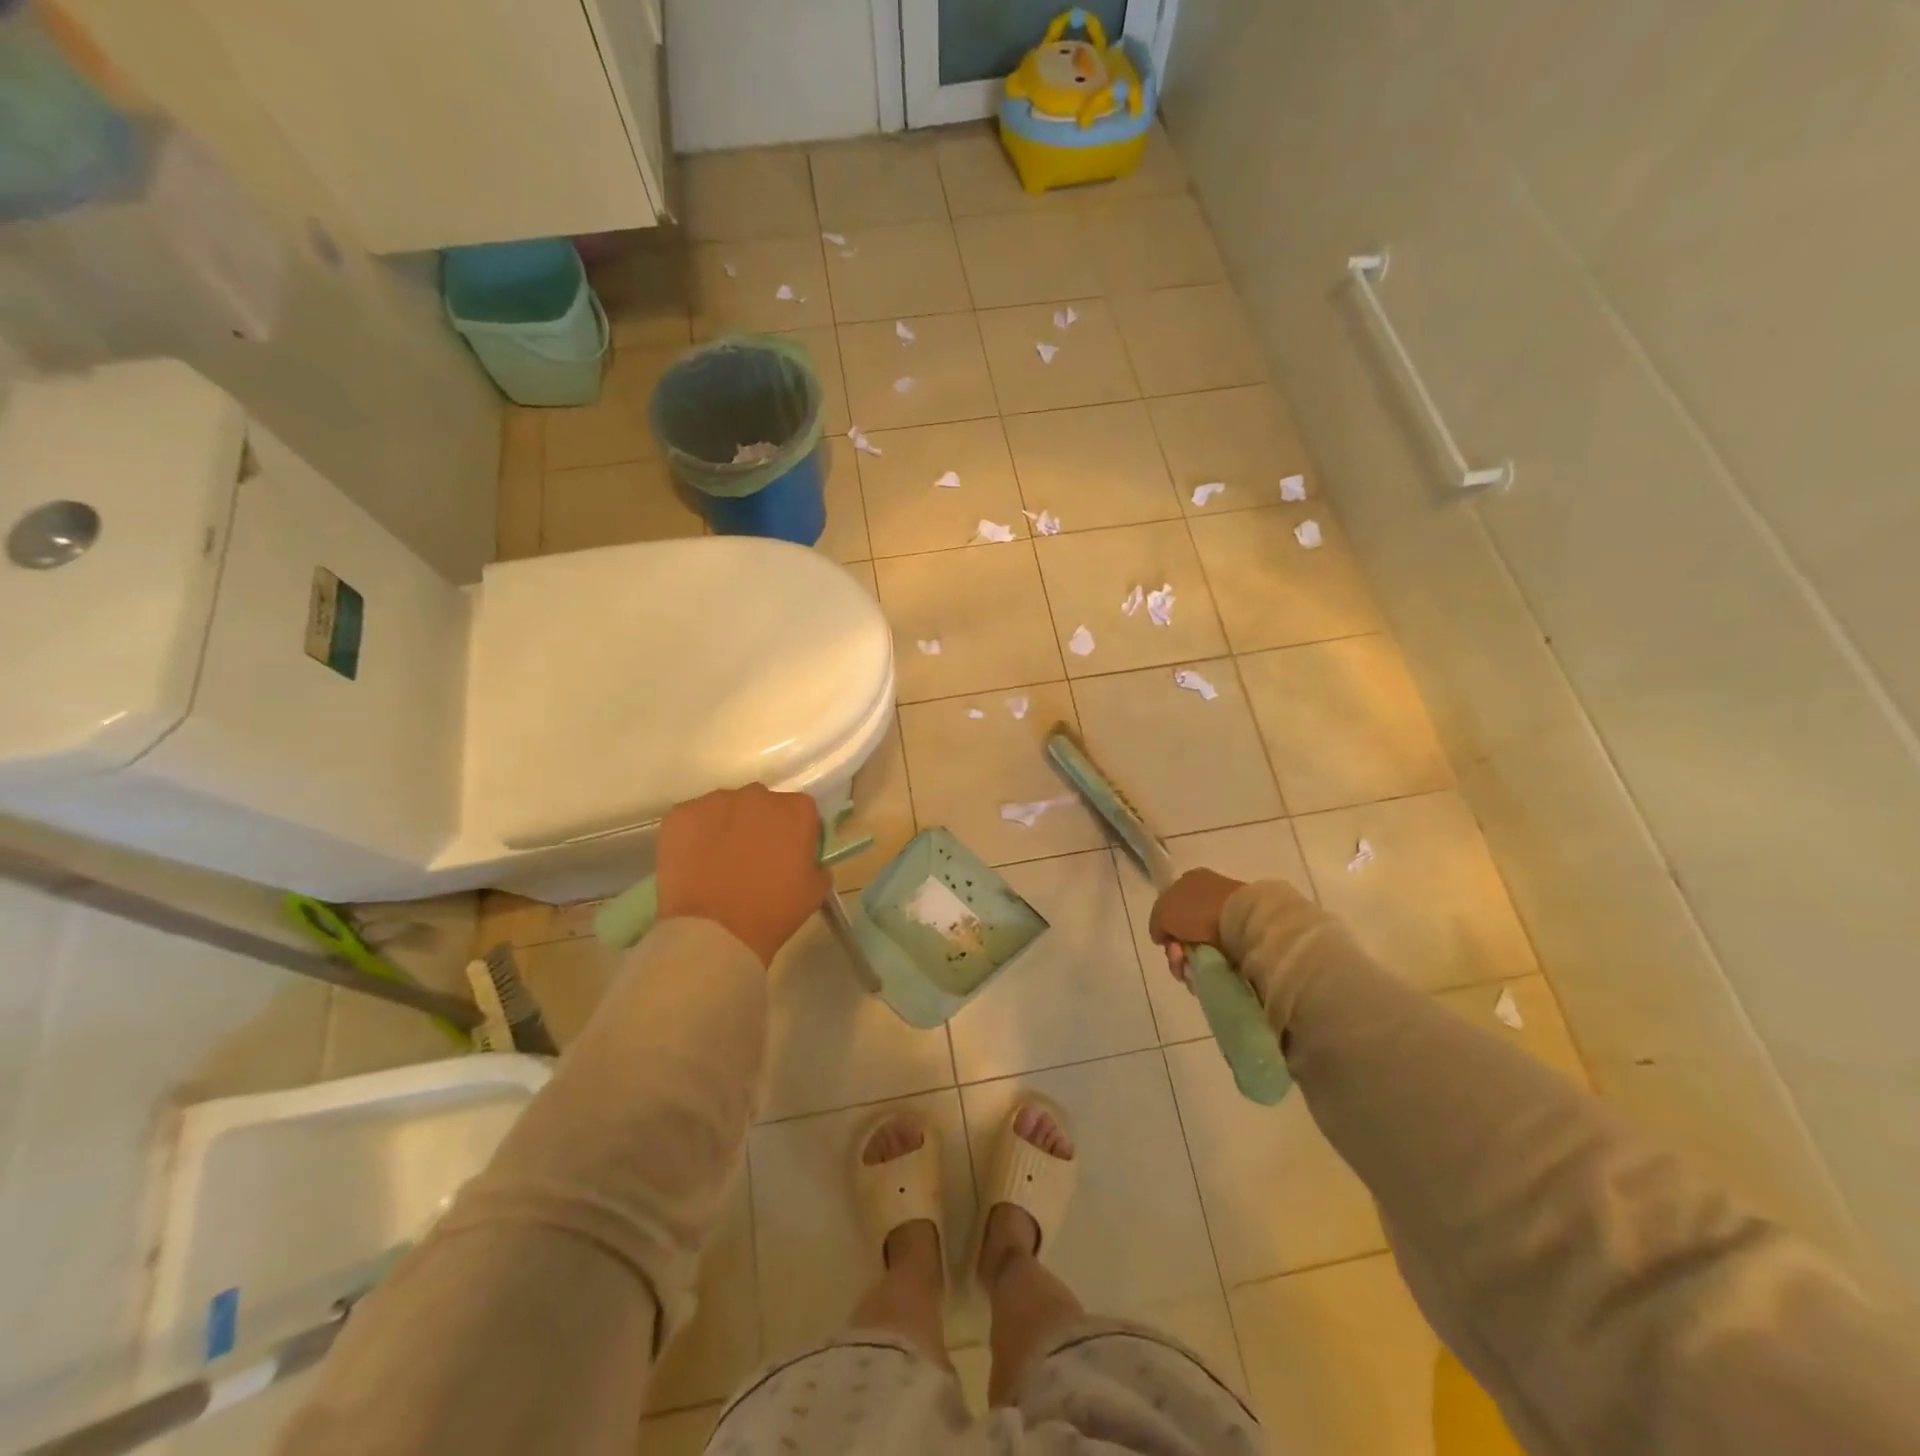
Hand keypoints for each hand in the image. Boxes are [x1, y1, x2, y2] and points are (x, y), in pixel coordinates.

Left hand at [655, 785, 828, 965]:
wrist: (714, 933)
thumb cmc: (772, 911)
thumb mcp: (814, 891)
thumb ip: (816, 865)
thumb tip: (806, 860)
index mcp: (796, 809)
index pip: (800, 811)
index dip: (794, 833)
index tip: (786, 855)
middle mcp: (757, 795)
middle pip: (761, 804)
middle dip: (759, 825)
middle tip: (752, 858)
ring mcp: (715, 801)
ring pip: (725, 808)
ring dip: (726, 827)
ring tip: (718, 862)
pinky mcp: (680, 814)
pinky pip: (692, 819)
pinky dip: (694, 835)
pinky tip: (695, 863)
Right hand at [1148, 869, 1244, 983]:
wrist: (1242, 922)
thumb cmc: (1197, 910)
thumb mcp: (1162, 912)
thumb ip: (1156, 923)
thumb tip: (1162, 936)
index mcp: (1191, 881)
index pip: (1170, 906)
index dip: (1165, 926)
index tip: (1165, 941)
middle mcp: (1208, 895)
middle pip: (1183, 930)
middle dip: (1176, 949)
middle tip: (1178, 957)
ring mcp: (1227, 916)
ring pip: (1198, 946)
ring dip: (1189, 961)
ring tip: (1192, 968)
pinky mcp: (1242, 936)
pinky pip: (1217, 956)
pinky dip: (1208, 965)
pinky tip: (1206, 969)